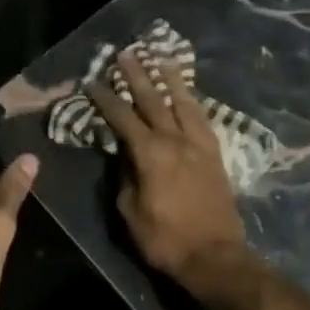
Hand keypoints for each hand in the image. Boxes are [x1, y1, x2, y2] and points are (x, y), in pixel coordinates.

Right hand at [88, 52, 251, 291]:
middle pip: (154, 100)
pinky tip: (188, 96)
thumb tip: (124, 156)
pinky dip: (192, 102)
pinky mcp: (215, 155)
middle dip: (138, 75)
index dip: (106, 99)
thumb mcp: (130, 211)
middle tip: (126, 53)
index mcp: (150, 153)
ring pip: (183, 103)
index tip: (93, 81)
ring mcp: (199, 145)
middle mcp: (176, 140)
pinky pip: (202, 119)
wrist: (215, 256)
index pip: (122, 118)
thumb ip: (125, 177)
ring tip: (162, 58)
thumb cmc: (165, 238)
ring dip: (171, 79)